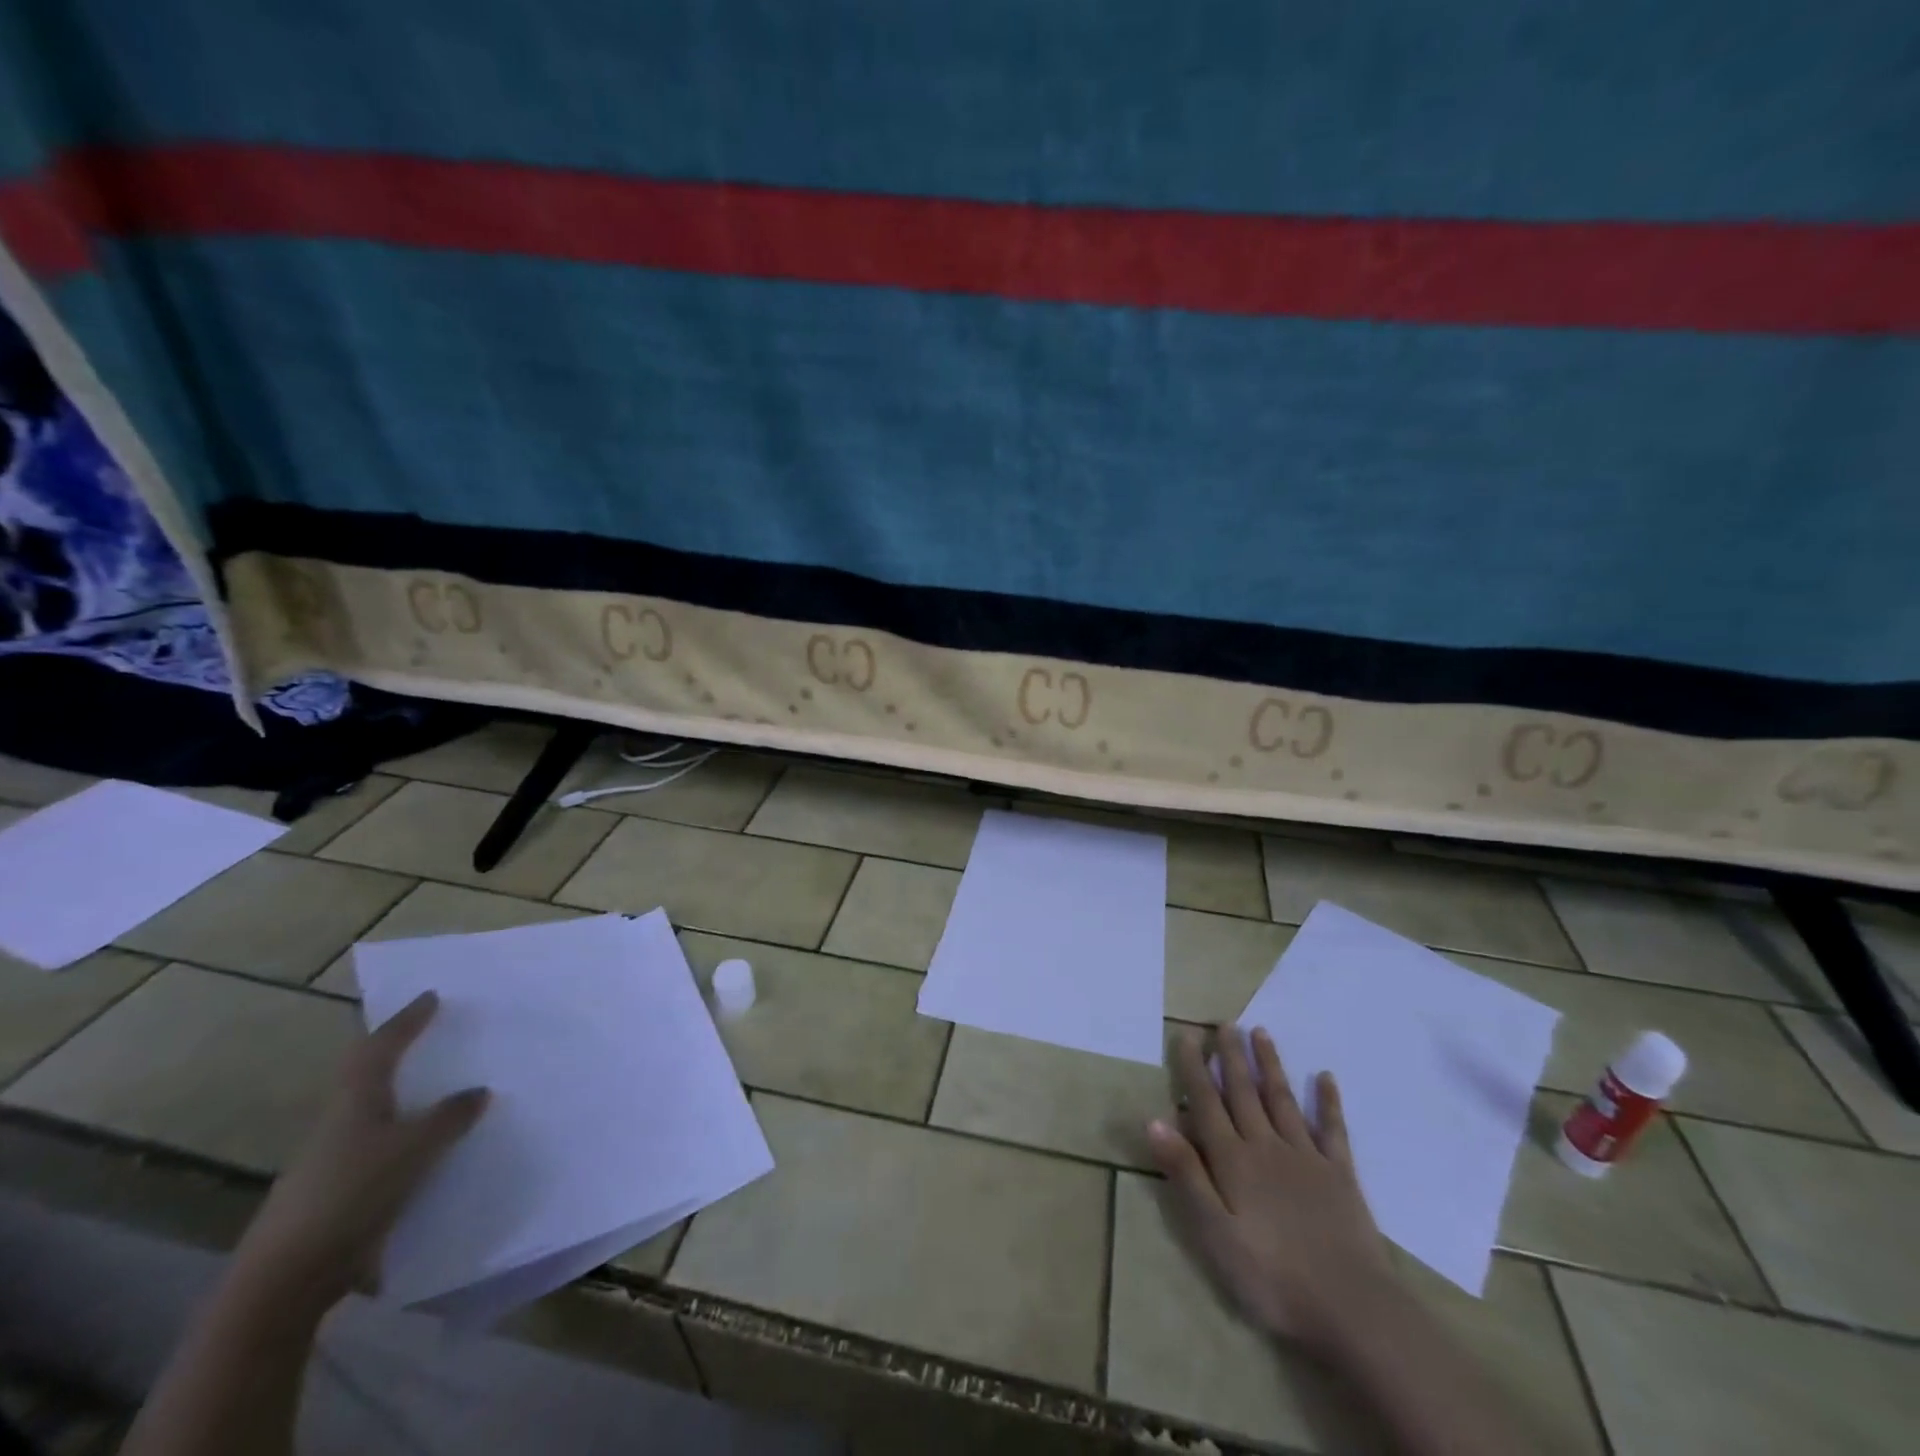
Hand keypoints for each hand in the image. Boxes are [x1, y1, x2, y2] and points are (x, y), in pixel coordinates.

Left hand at [230, 992, 488, 1317]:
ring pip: (373, 1113)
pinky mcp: (336, 1192)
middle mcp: (339, 1122)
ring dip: (404, 1098)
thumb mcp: (414, 1149)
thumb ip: (450, 1117)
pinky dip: (405, 1138)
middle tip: (431, 1037)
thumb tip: (478, 1091)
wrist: (287, 1279)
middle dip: (397, 1054)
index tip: (430, 997)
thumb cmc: (352, 1194)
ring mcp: (332, 1160)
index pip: (381, 1047)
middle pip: (369, 1076)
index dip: (406, 1021)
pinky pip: (379, 1148)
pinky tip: (429, 1149)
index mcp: (355, 1101)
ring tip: (441, 1091)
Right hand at [1148, 1024, 1391, 1352]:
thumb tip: (1153, 1120)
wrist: (1352, 1308)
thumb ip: (1186, 1174)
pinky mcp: (1340, 1174)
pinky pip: (1332, 1129)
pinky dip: (1327, 1102)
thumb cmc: (1272, 1276)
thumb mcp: (1214, 1232)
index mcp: (1233, 1160)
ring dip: (1270, 1065)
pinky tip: (1325, 1077)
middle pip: (1244, 1092)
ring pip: (1282, 1099)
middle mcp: (1267, 1146)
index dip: (1195, 1069)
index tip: (1187, 1035)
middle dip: (1231, 1056)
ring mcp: (1306, 1157)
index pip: (1207, 1103)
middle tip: (1224, 1022)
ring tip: (1260, 1032)